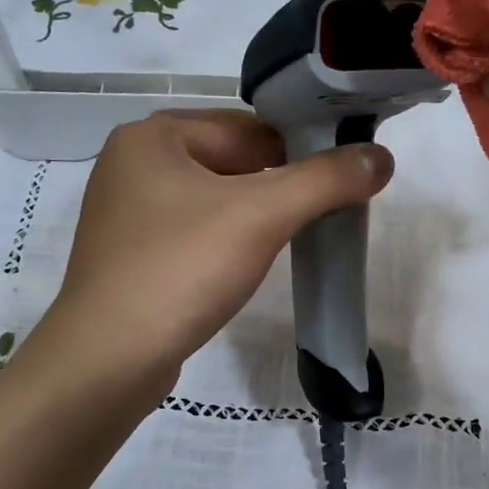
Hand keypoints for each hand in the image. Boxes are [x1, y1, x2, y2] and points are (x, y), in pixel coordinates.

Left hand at [46, 110, 392, 378]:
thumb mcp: (261, 216)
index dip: (302, 149)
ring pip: (214, 200)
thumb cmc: (181, 270)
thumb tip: (382, 157)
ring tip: (293, 239)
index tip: (343, 177)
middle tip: (326, 212)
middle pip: (231, 162)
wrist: (107, 361)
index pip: (249, 127)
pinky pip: (194, 232)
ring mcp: (127, 213)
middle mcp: (133, 163)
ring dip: (255, 215)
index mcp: (153, 136)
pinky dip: (227, 241)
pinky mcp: (131, 255)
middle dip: (279, 186)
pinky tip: (247, 264)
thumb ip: (325, 180)